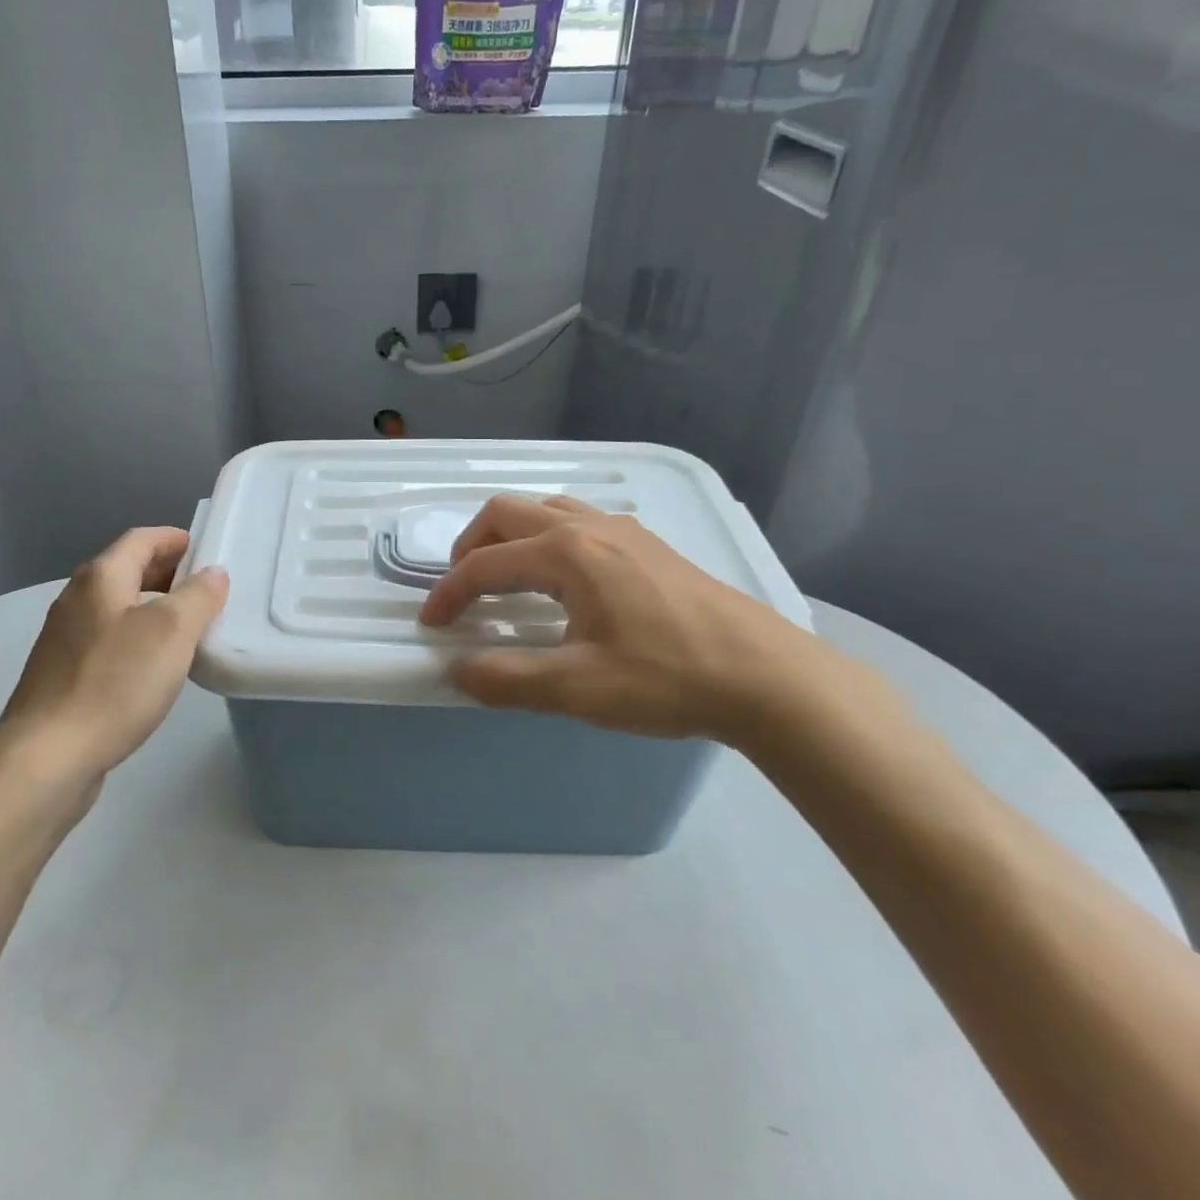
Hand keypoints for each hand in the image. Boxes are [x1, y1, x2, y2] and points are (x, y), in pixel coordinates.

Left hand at [0, 527, 227, 786]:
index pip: (141, 539)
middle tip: (206, 588)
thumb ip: (198, 596)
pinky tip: (154, 666)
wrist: (47, 758)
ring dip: (153, 607)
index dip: (176, 539)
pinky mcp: (62, 675)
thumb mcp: (171, 632)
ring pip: (117, 607)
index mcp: (100, 578)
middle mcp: (76, 599)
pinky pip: (108, 640)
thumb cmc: (114, 683)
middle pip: (126, 570)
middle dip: (167, 572)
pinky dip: (136, 638)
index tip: (208, 549)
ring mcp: (64, 639)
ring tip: (189, 627)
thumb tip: (212, 573)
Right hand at [418, 495, 846, 742]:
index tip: (432, 626)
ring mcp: (623, 530)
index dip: (449, 594)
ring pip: (545, 510)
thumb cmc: (667, 679)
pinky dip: (546, 539)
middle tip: (462, 590)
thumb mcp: (578, 689)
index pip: (484, 564)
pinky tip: (563, 581)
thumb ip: (507, 679)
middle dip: (471, 547)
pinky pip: (578, 520)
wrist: (768, 677)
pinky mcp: (649, 545)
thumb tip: (457, 669)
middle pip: (507, 513)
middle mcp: (589, 526)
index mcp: (567, 553)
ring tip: (506, 578)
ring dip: (510, 537)